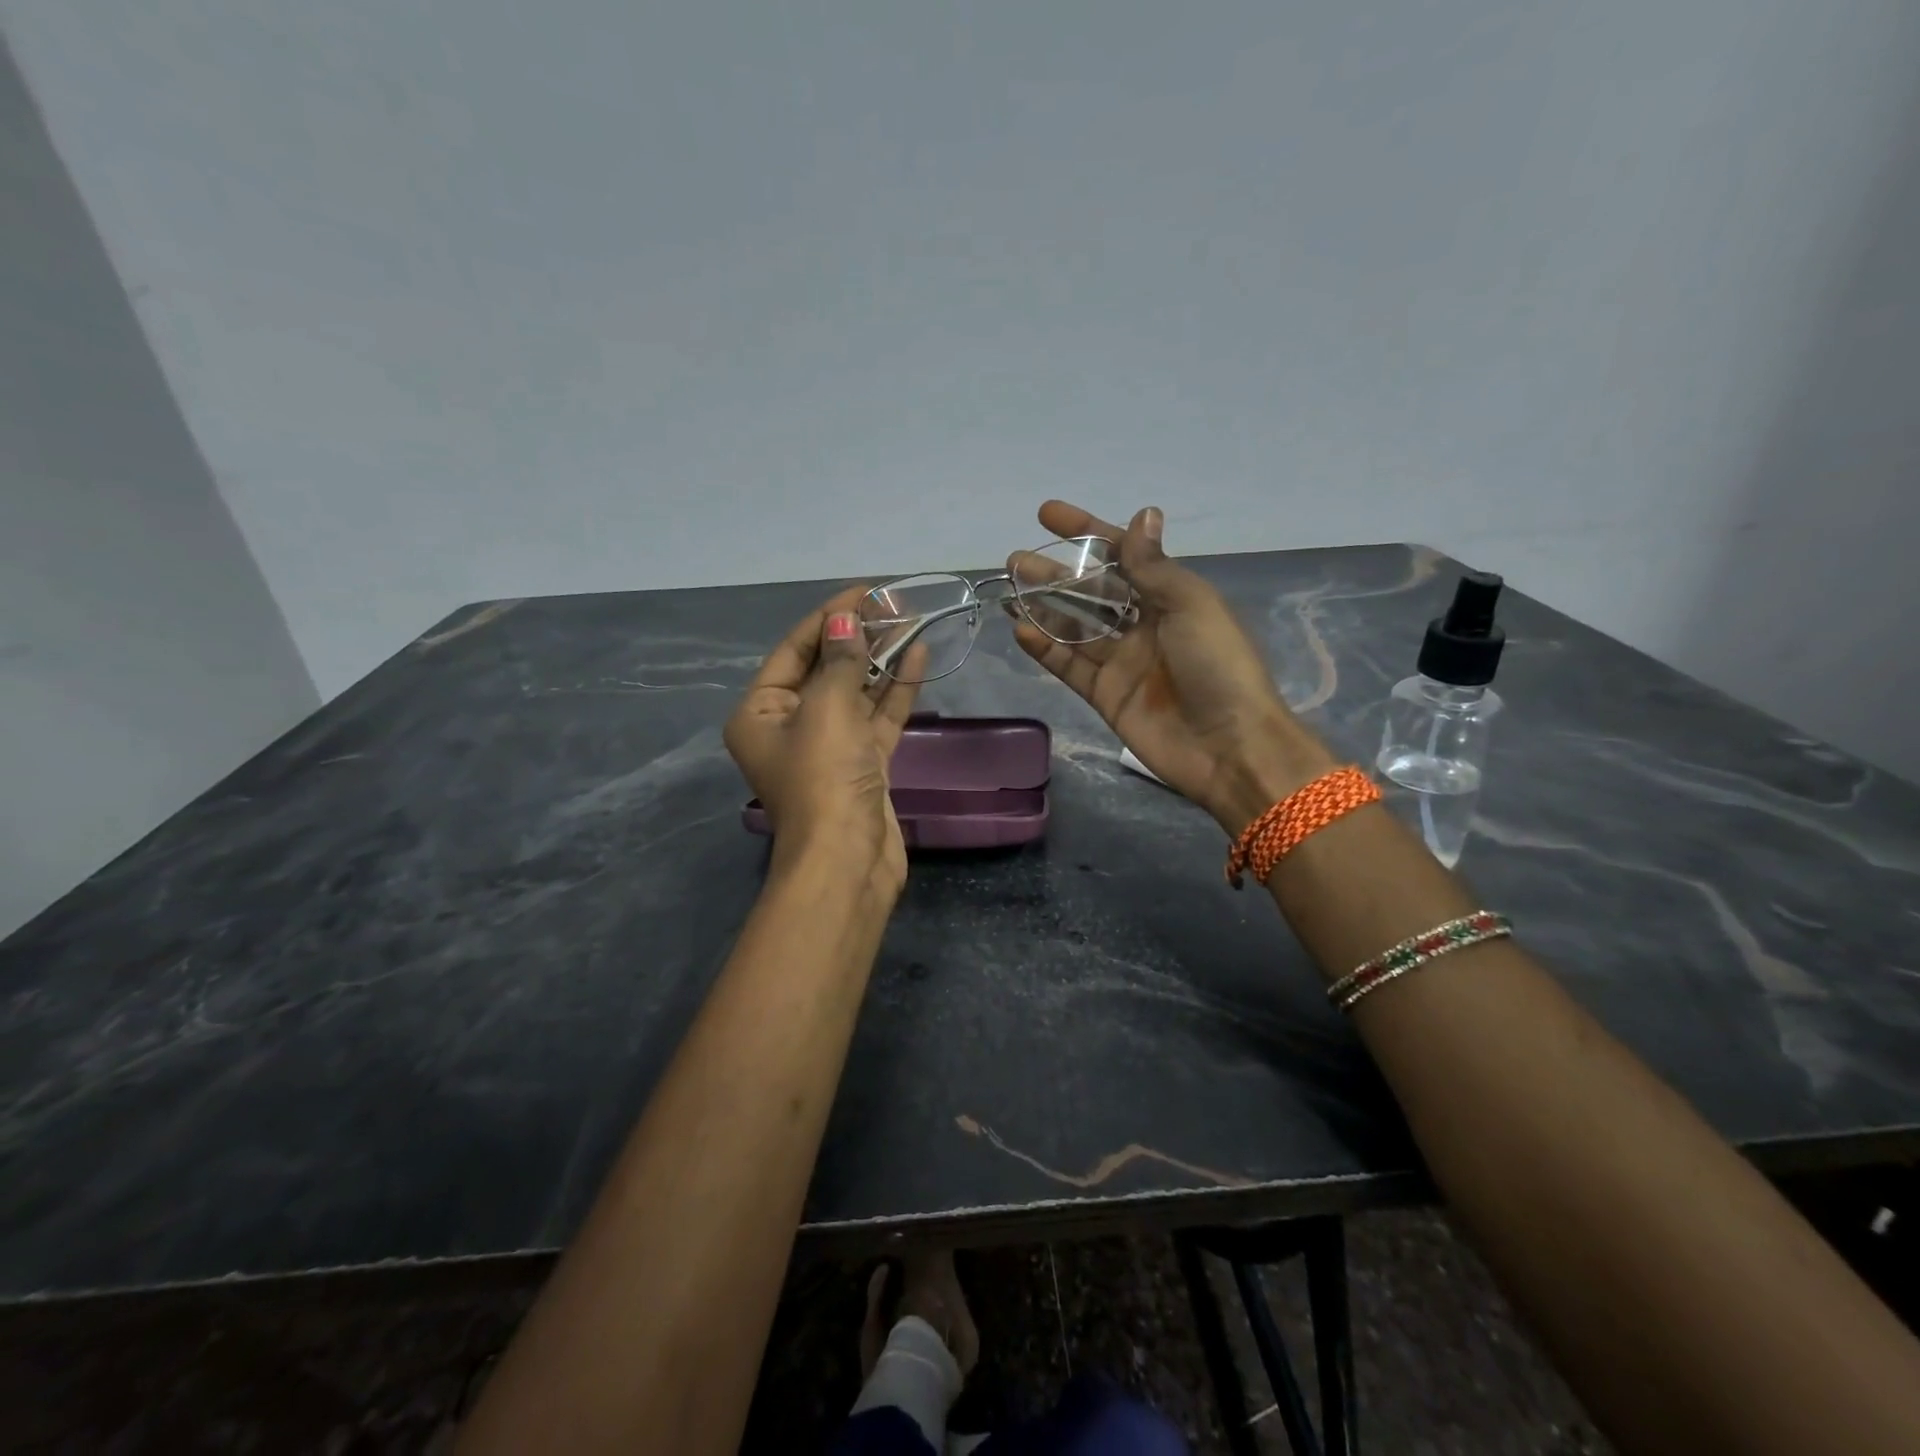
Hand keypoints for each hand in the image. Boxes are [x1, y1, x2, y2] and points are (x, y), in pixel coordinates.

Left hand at [724, 589, 922, 891]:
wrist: (848, 859)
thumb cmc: (823, 777)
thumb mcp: (827, 708)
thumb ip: (840, 661)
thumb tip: (845, 618)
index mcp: (760, 712)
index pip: (794, 650)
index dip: (829, 616)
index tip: (865, 590)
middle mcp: (790, 726)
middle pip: (826, 669)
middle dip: (858, 637)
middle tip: (893, 605)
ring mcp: (829, 747)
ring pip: (856, 693)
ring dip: (881, 660)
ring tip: (911, 622)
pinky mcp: (863, 764)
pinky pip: (878, 718)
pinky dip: (896, 691)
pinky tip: (918, 657)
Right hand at [1011, 501, 1333, 831]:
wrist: (1228, 746)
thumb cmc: (1218, 666)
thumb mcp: (1191, 605)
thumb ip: (1154, 566)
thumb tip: (1143, 513)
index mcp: (1170, 597)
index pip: (1122, 555)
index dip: (1086, 532)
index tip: (1047, 515)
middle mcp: (1144, 625)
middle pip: (1091, 591)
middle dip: (1055, 573)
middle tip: (1016, 560)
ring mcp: (1122, 662)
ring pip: (1073, 627)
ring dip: (1042, 607)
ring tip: (1008, 588)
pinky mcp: (1105, 695)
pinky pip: (1069, 666)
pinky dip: (1044, 649)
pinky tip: (1020, 630)